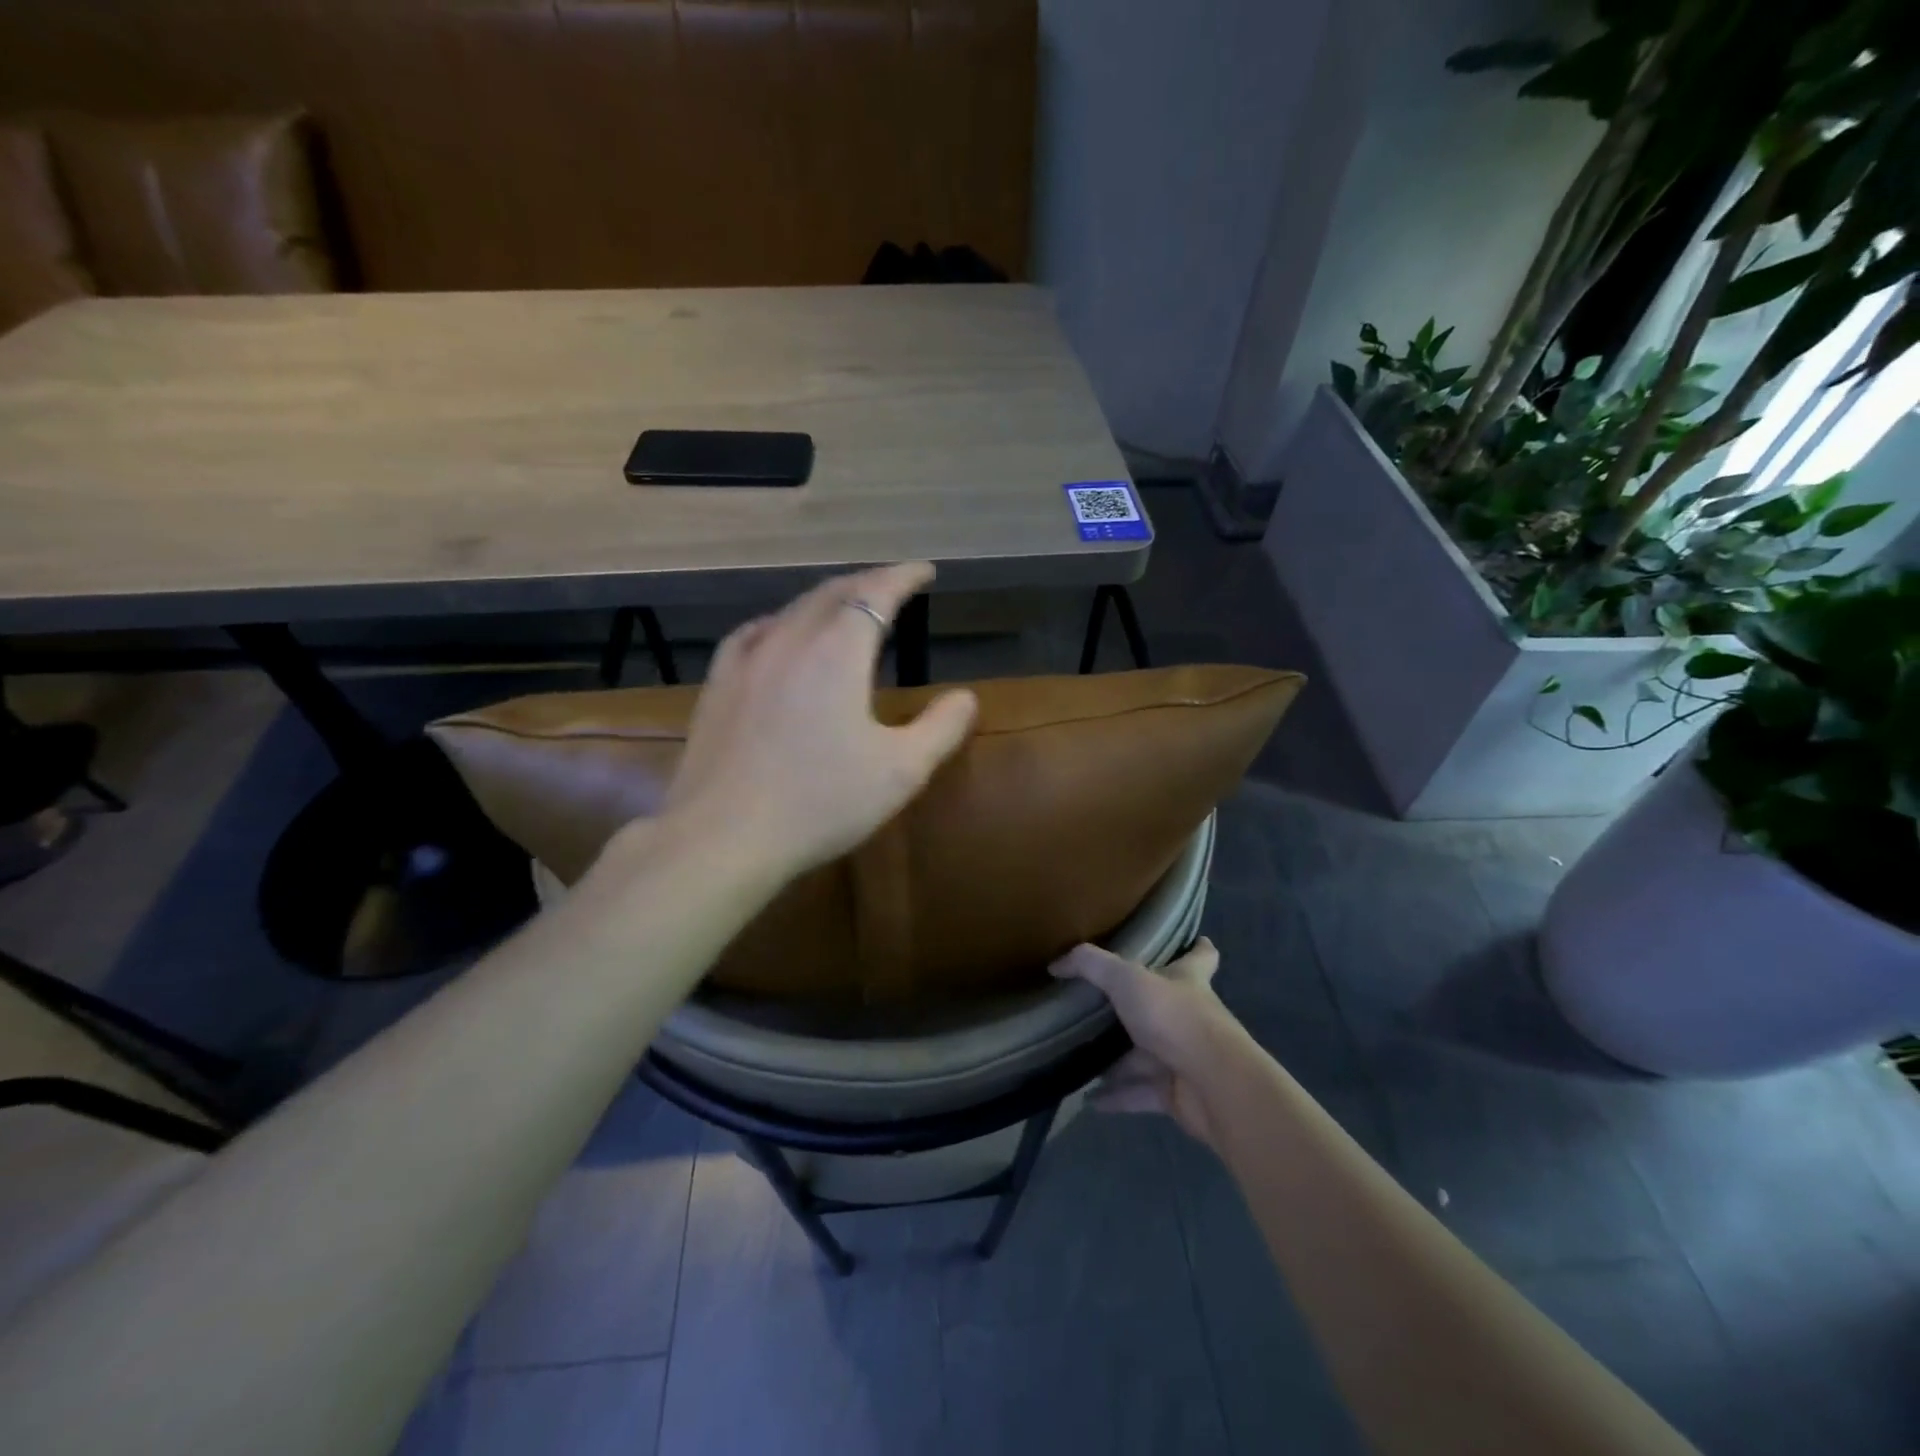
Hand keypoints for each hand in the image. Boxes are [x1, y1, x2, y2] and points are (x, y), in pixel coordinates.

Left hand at [659, 562, 977, 878]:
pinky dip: (782, 622)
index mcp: (838, 651)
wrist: (723, 836)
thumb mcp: (900, 771)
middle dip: (867, 583)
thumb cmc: (821, 802)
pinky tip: (779, 635)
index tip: (924, 570)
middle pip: (833, 593)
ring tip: (845, 607)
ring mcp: (746, 660)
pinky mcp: (718, 685)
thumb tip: (966, 697)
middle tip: (892, 584)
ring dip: (826, 600)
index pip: (875, 593)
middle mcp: (790, 640)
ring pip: (792, 610)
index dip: (902, 576)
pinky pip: (754, 633)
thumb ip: (941, 728)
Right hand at [1050, 938, 1243, 1147]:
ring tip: (1084, 1057)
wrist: (1212, 1084)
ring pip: (1147, 1056)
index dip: (1197, 948)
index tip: (1195, 940)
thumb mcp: (1126, 979)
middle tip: (1103, 1006)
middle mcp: (1189, 1017)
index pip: (1201, 957)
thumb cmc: (1174, 1017)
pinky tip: (1090, 1099)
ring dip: (1120, 1060)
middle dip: (1138, 1009)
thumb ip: (1090, 966)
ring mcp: (1185, 1057)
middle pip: (1165, 1009)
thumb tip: (1056, 964)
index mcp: (1188, 981)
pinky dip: (1117, 1096)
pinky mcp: (1177, 1094)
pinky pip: (1140, 1093)